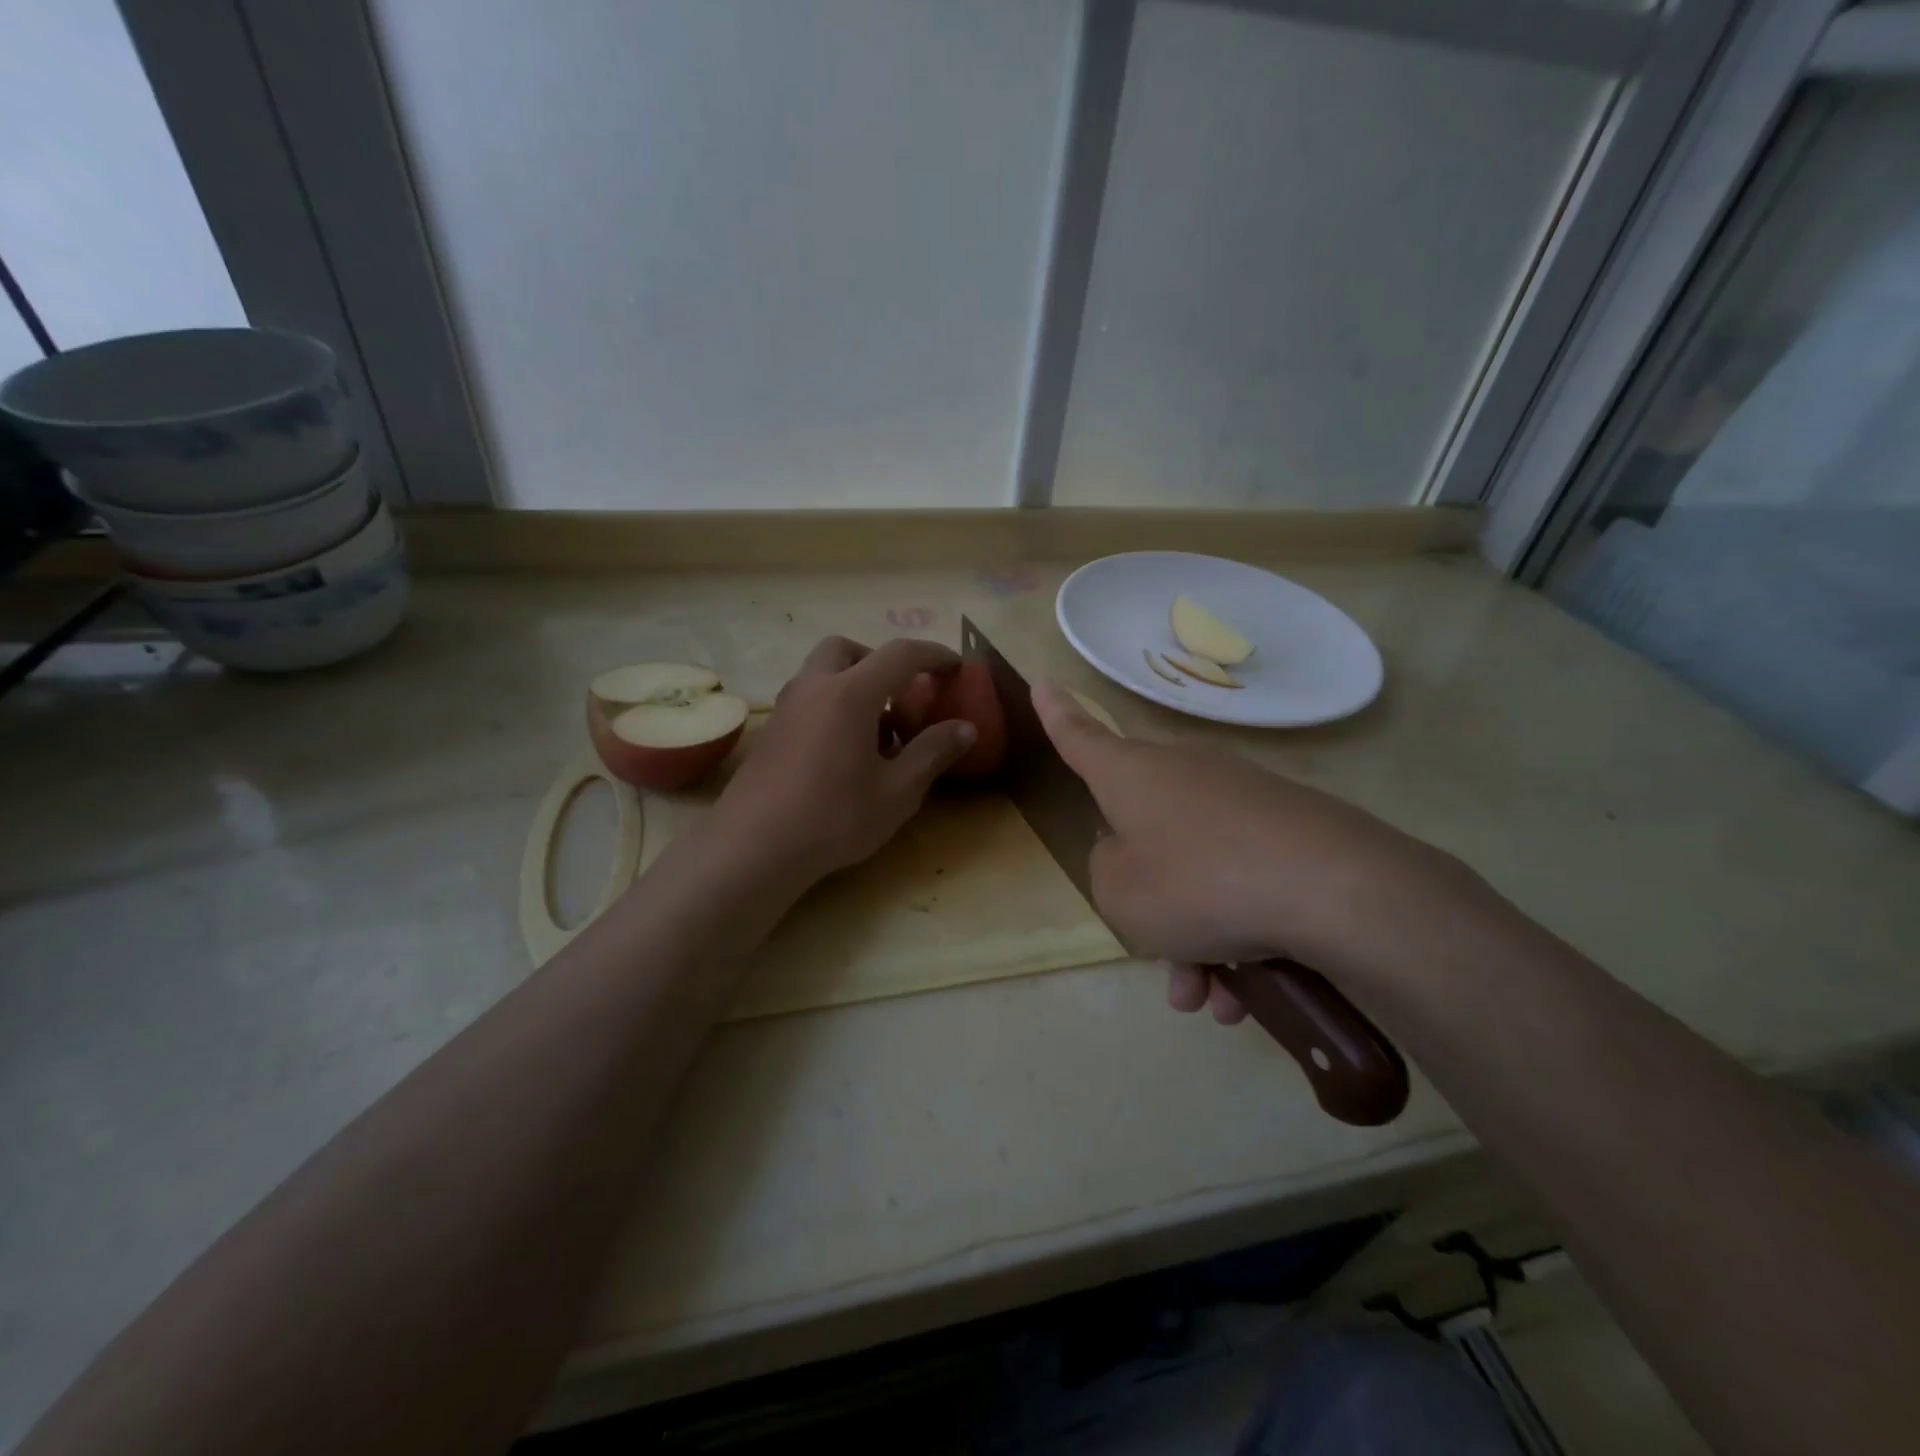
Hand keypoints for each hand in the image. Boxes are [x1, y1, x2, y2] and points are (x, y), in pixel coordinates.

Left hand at [706, 637, 977, 886]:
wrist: (754, 847)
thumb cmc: (834, 817)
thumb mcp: (898, 791)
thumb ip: (933, 752)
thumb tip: (966, 728)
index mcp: (850, 693)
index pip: (900, 654)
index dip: (933, 655)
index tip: (956, 667)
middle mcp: (814, 687)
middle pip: (847, 649)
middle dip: (880, 661)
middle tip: (901, 694)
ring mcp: (786, 708)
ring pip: (822, 673)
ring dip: (854, 683)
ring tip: (876, 730)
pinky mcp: (772, 732)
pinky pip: (808, 698)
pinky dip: (833, 705)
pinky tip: (844, 753)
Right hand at [1031, 680, 1488, 1019]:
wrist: (1334, 889)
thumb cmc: (1198, 883)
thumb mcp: (1119, 894)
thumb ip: (1106, 871)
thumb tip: (1134, 856)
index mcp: (1131, 776)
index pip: (1080, 738)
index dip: (1056, 716)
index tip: (1042, 680)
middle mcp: (1183, 774)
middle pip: (1146, 836)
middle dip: (1150, 905)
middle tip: (1164, 963)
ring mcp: (1241, 799)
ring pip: (1198, 874)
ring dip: (1197, 940)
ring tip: (1215, 999)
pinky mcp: (1289, 829)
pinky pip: (1242, 883)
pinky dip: (1239, 934)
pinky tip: (1252, 992)